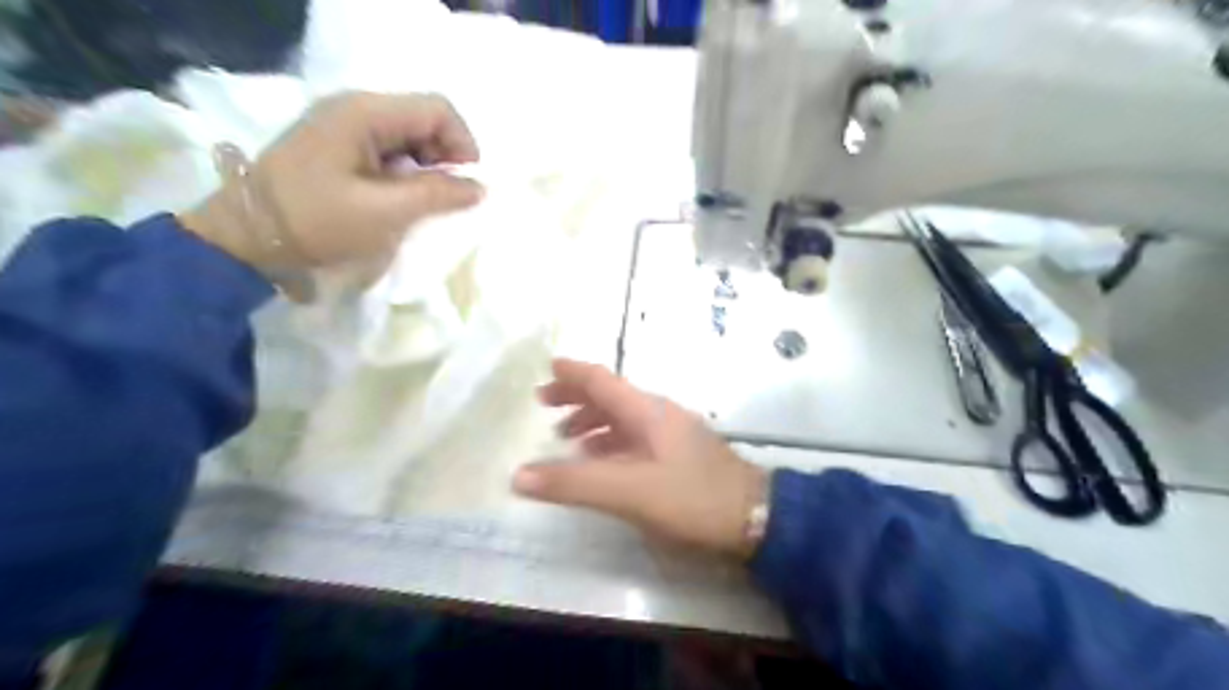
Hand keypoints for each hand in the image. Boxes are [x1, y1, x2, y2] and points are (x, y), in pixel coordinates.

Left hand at [181, 91, 483, 278]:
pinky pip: (390, 150)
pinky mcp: (339, 146)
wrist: (248, 237)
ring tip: (427, 202)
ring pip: (409, 136)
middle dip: (446, 157)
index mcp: (365, 113)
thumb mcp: (384, 212)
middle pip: (424, 119)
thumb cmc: (317, 221)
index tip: (468, 184)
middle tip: (449, 198)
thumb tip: (480, 187)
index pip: (437, 109)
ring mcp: (345, 126)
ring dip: (428, 168)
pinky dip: (407, 172)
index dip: (463, 143)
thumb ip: (437, 195)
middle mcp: (356, 108)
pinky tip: (403, 198)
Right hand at [513, 362, 765, 560]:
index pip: (602, 381)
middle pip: (611, 396)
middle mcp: (659, 414)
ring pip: (623, 418)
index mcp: (647, 411)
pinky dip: (610, 443)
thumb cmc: (691, 497)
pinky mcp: (680, 455)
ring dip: (592, 421)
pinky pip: (635, 438)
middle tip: (544, 404)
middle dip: (576, 397)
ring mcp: (672, 434)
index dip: (573, 373)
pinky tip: (602, 461)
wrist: (755, 518)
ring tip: (565, 437)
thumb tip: (519, 475)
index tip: (547, 367)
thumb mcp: (629, 491)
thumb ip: (574, 483)